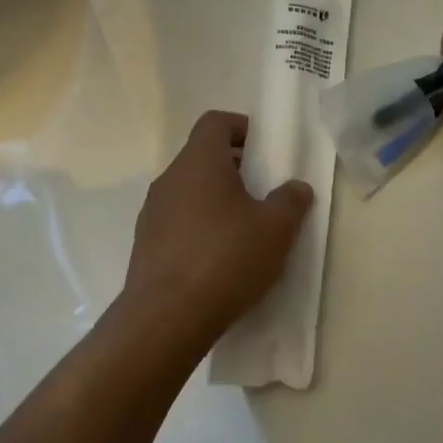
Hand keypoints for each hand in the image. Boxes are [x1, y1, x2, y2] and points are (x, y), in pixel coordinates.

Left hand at [117, 110, 312, 350]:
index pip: (215, 122)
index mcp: (199, 161)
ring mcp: (152, 212)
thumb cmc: (224, 260)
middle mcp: (170, 178)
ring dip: (215, 200)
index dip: (242, 128)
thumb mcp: (275, 230)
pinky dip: (198, 228)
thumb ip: (290, 201)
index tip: (265, 153)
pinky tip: (218, 261)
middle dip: (234, 168)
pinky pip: (177, 221)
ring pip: (189, 190)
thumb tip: (297, 188)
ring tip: (244, 231)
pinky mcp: (145, 245)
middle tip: (262, 193)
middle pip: (203, 156)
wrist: (164, 320)